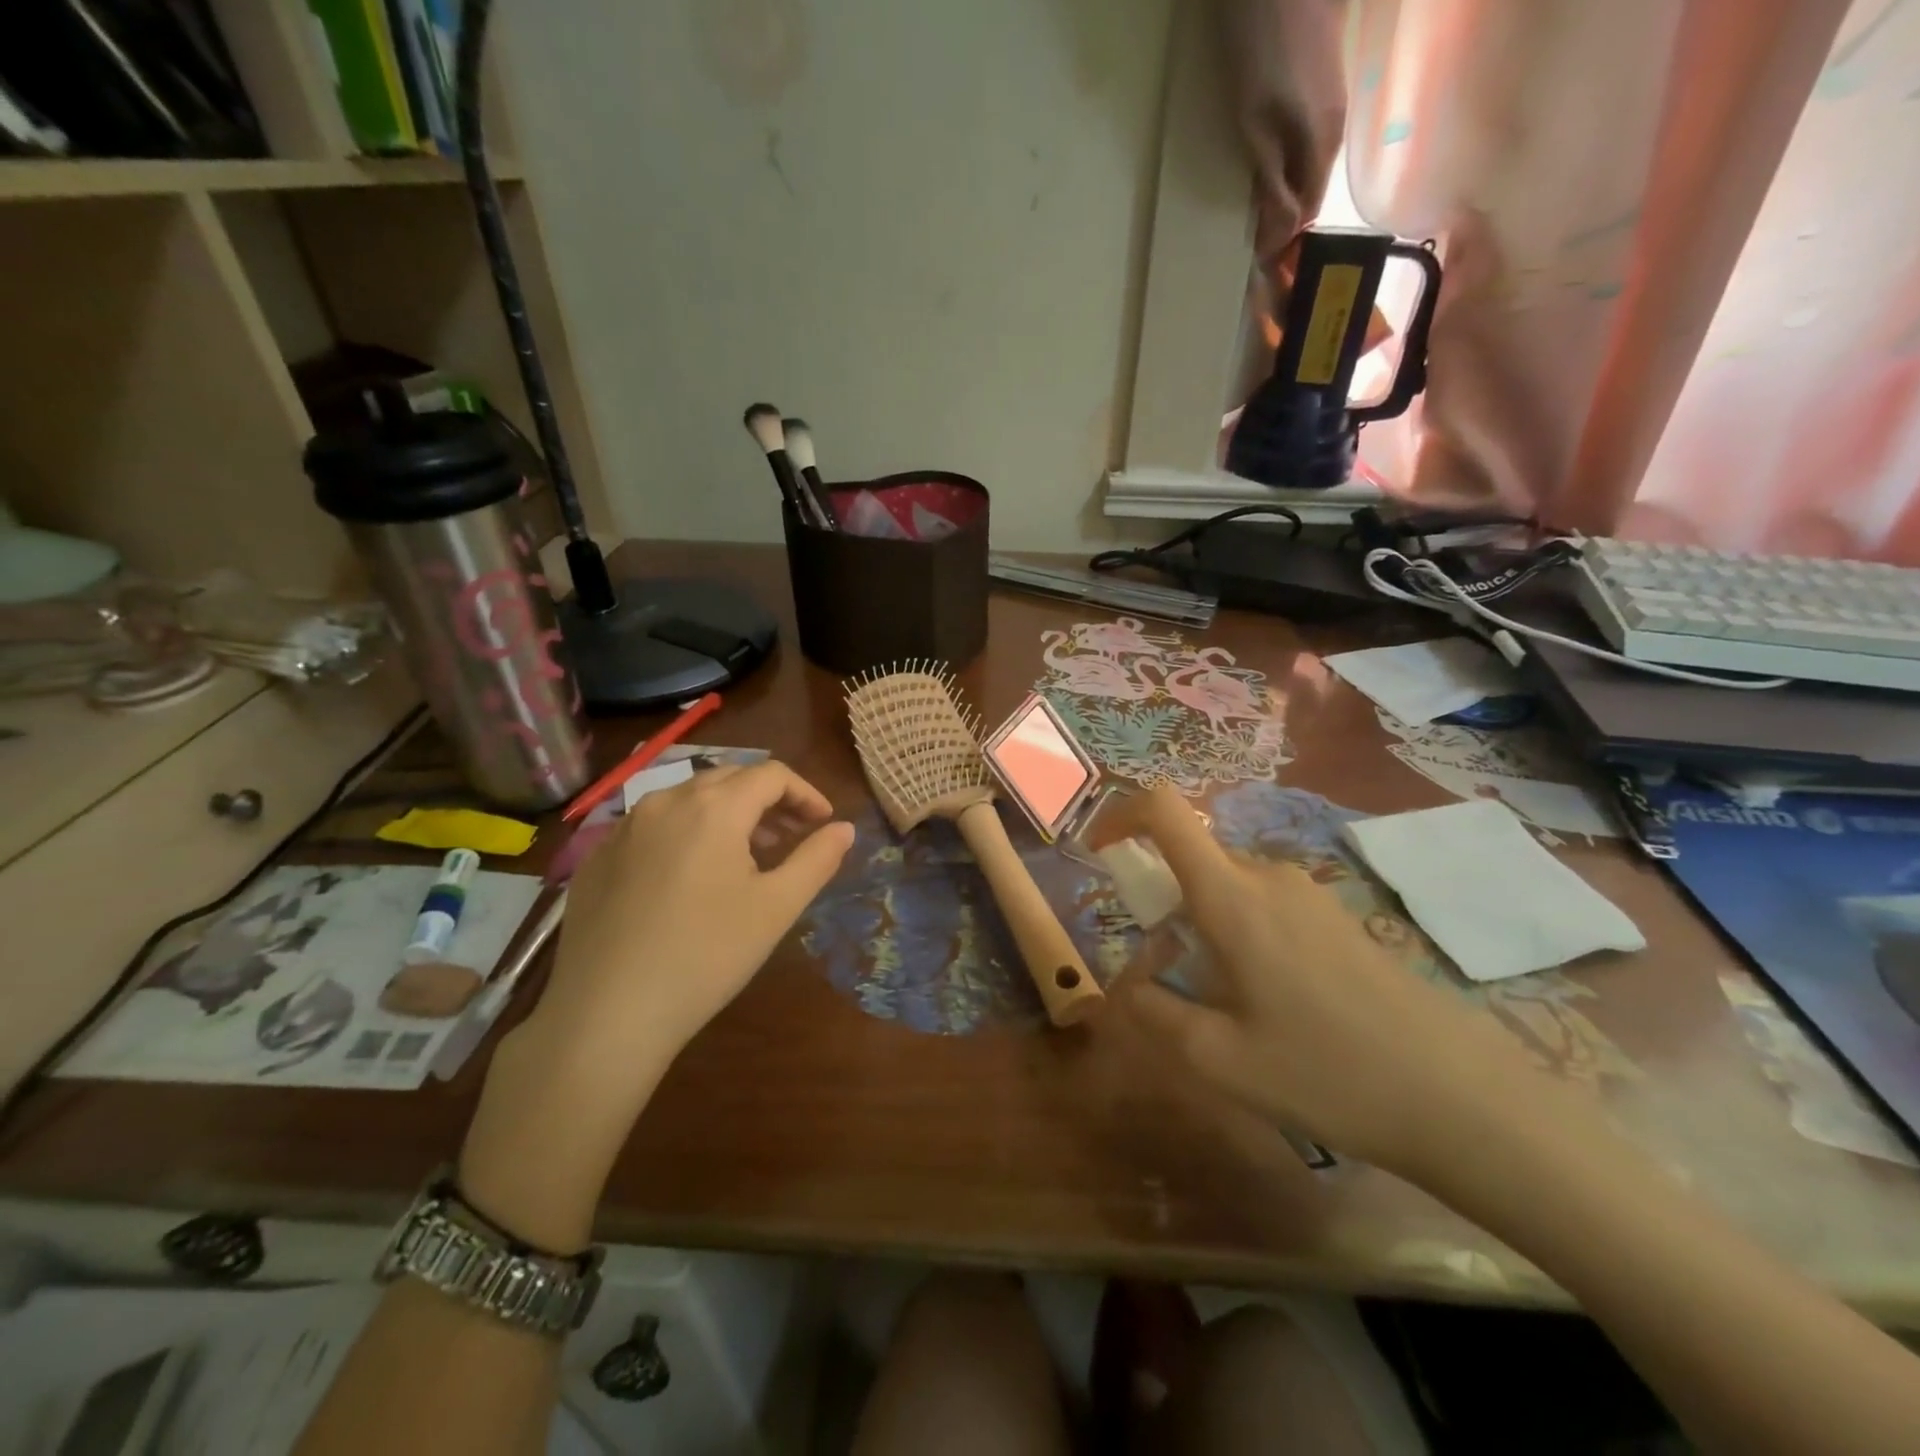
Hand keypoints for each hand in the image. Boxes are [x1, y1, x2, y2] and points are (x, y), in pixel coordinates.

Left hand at [536, 759, 853, 1067]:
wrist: (607, 1013)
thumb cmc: (707, 956)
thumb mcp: (776, 908)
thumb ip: (817, 859)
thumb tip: (844, 828)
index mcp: (714, 808)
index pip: (771, 774)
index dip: (805, 793)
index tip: (823, 824)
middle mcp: (666, 802)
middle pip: (729, 779)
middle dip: (768, 800)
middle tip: (790, 838)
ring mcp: (624, 828)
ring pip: (688, 799)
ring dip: (727, 814)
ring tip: (745, 857)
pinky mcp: (597, 857)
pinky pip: (653, 826)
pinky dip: (685, 834)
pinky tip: (689, 879)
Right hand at [1107, 787, 1531, 1173]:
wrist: (1463, 1099)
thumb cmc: (1328, 1073)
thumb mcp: (1219, 1059)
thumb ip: (1154, 1013)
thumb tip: (1124, 988)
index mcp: (1231, 896)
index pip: (1163, 810)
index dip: (1120, 814)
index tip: (1099, 852)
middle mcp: (1268, 876)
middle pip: (1191, 858)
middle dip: (1159, 901)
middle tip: (1163, 973)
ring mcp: (1309, 893)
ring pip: (1226, 884)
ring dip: (1199, 923)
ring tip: (1218, 1001)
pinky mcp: (1336, 917)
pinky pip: (1263, 903)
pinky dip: (1237, 932)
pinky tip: (1269, 1003)